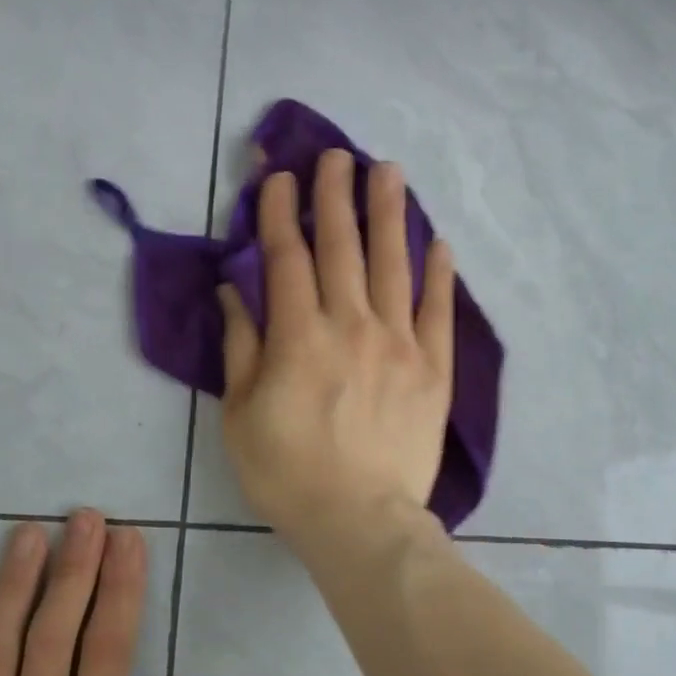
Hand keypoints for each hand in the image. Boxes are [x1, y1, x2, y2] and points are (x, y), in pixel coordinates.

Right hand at [218, 148, 455, 547]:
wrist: (360, 521)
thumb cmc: (288, 474)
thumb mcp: (241, 416)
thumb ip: (241, 346)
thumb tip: (236, 290)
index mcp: (299, 336)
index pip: (287, 257)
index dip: (282, 212)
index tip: (281, 176)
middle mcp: (352, 326)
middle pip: (342, 248)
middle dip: (336, 196)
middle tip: (336, 155)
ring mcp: (400, 344)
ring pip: (394, 265)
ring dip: (388, 214)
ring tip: (388, 171)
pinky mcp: (434, 370)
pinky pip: (438, 312)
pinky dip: (438, 274)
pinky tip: (438, 242)